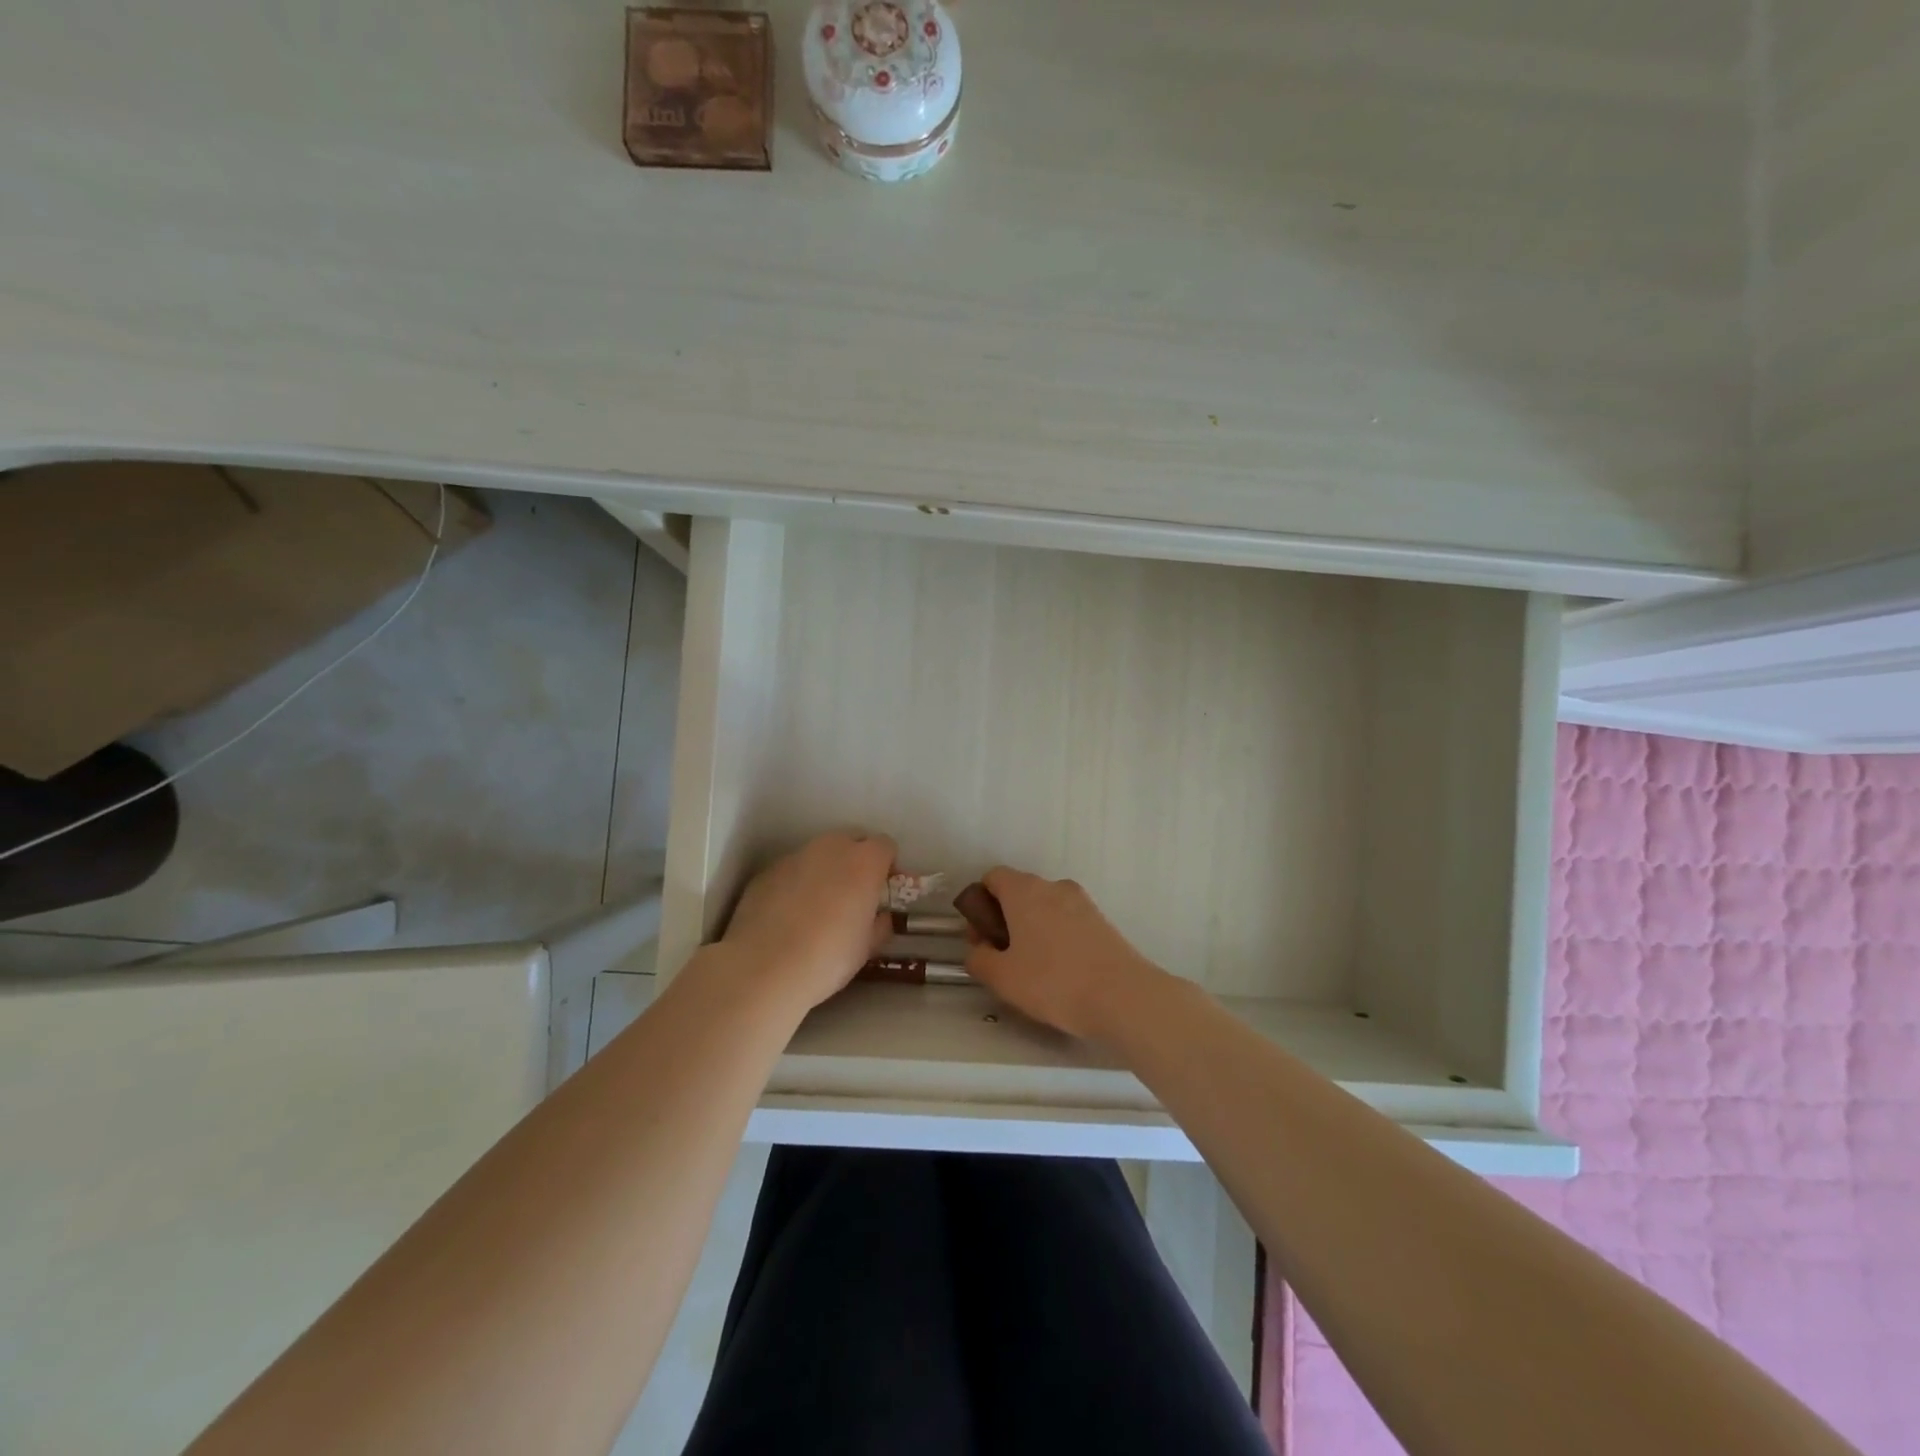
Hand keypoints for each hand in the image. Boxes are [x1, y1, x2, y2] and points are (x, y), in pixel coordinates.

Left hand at [720, 831, 895, 1013]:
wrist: (763, 968)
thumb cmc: (828, 957)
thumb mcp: (867, 946)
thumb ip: (879, 923)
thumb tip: (880, 917)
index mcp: (864, 861)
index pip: (885, 845)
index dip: (887, 866)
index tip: (882, 891)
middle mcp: (830, 848)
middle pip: (851, 840)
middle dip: (856, 861)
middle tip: (853, 895)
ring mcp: (794, 856)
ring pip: (819, 854)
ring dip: (825, 871)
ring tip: (817, 907)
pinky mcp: (766, 871)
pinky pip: (791, 870)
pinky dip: (796, 884)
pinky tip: (788, 916)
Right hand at [963, 866, 1163, 1039]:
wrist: (1123, 996)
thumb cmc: (1054, 982)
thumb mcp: (1002, 977)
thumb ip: (979, 959)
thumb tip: (978, 949)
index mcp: (1024, 891)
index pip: (993, 877)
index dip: (980, 903)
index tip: (981, 936)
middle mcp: (1053, 887)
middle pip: (1019, 891)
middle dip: (1004, 918)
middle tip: (1002, 956)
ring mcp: (1082, 902)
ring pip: (1045, 906)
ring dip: (1031, 927)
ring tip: (1032, 968)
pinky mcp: (1101, 920)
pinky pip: (1067, 920)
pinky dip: (1056, 936)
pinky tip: (1059, 971)